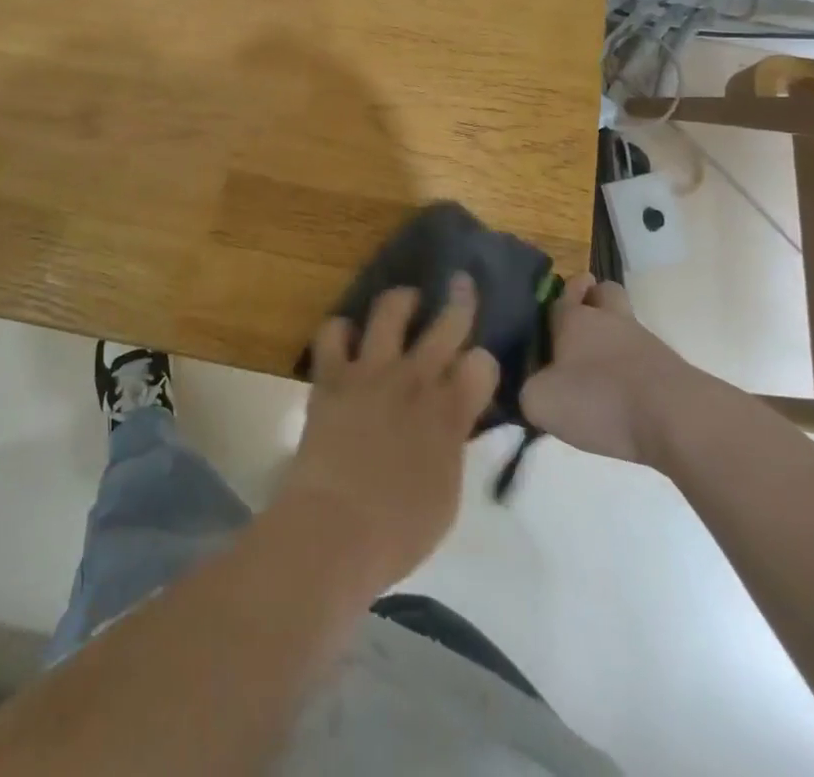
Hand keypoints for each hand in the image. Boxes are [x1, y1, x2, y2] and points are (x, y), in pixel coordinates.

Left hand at [273, 278, 498, 597]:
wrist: (335, 528)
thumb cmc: (399, 530)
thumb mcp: (446, 492)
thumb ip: (451, 444)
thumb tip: (452, 421)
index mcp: (449, 413)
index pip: (482, 364)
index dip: (483, 363)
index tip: (477, 369)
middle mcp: (414, 380)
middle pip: (446, 324)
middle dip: (459, 300)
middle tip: (460, 283)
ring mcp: (370, 371)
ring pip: (390, 310)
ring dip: (401, 300)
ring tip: (405, 300)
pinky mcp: (331, 375)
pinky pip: (333, 331)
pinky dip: (341, 329)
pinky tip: (347, 335)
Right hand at [521, 272, 683, 465]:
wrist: (678, 420)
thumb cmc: (600, 399)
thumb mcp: (542, 402)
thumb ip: (528, 392)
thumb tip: (531, 390)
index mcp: (574, 319)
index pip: (562, 294)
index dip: (557, 297)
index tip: (551, 305)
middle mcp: (609, 320)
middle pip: (604, 292)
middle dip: (593, 298)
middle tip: (581, 323)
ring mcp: (645, 342)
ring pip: (626, 323)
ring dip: (615, 338)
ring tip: (600, 372)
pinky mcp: (672, 369)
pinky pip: (645, 357)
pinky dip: (634, 370)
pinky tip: (624, 397)